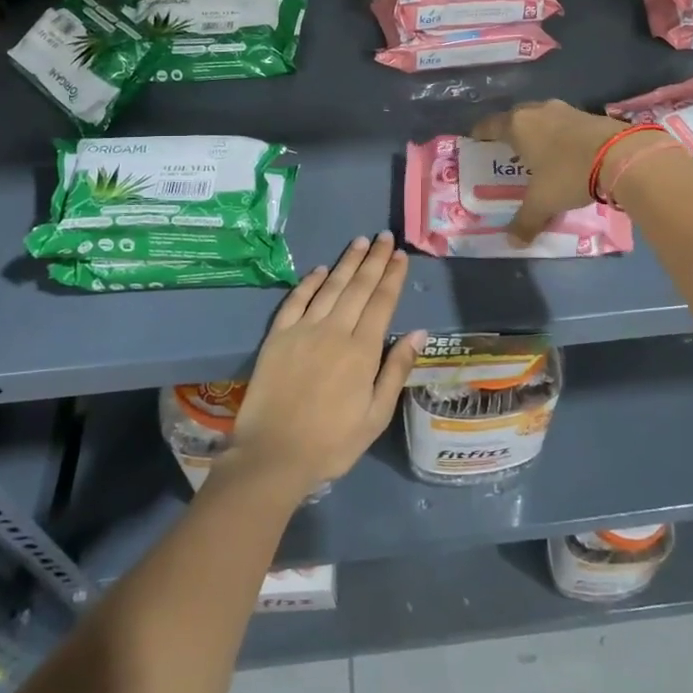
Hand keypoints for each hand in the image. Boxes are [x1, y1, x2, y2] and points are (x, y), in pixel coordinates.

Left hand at [226, 233, 423, 493]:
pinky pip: (295, 301)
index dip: (392, 277)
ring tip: (360, 242)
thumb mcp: (376, 415)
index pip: (382, 302)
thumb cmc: (332, 442)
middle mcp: (334, 331)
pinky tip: (319, 269)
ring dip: (346, 263)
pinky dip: (309, 283)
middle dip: (374, 260)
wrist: (273, 455)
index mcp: (362, 350)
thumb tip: (418, 332)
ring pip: (329, 287)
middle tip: (384, 237)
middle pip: (358, 287)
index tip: (400, 255)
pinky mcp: (277, 337)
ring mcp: (303, 331)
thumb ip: (396, 370)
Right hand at [473, 99, 632, 245]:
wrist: (621, 155)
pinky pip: (564, 124)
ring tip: (536, 152)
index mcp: (518, 126)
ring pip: (542, 118)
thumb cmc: (569, 174)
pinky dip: (559, 135)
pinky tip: (564, 152)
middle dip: (509, 132)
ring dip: (537, 132)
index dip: (480, 134)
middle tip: (506, 150)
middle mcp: (538, 111)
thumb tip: (513, 242)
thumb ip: (525, 221)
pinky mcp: (589, 114)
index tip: (475, 141)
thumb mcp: (543, 202)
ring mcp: (565, 110)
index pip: (490, 126)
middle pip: (515, 118)